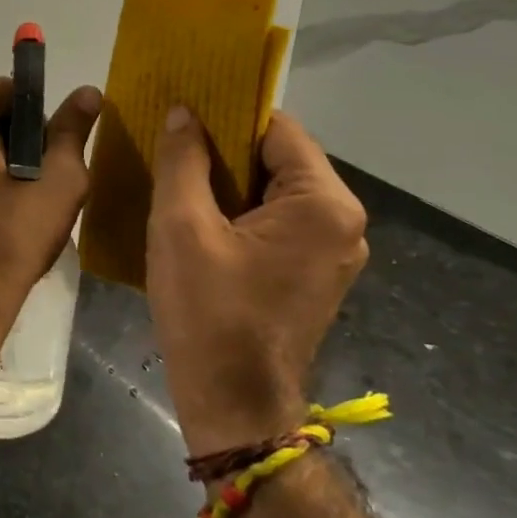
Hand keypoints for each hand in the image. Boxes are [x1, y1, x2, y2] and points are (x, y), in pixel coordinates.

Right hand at [147, 108, 367, 455]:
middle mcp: (344, 223)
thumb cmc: (208, 311)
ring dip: (230, 184)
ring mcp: (334, 253)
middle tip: (172, 148)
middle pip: (280, 161)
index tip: (183, 115)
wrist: (233, 404)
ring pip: (276, 193)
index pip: (277, 129)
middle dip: (225, 152)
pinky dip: (242, 214)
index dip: (228, 116)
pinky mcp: (315, 276)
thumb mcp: (181, 227)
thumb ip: (183, 161)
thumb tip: (184, 113)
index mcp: (323, 204)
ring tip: (179, 181)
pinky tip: (200, 221)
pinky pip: (278, 224)